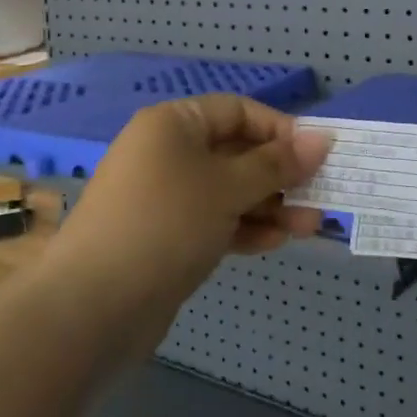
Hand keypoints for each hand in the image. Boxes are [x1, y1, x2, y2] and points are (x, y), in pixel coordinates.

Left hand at [62, 96, 331, 301]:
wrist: (94, 305)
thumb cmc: (167, 223)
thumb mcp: (228, 186)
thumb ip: (277, 164)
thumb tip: (322, 139)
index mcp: (174, 124)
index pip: (237, 111)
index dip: (279, 129)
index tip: (316, 154)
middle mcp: (167, 153)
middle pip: (236, 152)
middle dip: (280, 174)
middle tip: (320, 196)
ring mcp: (165, 197)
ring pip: (228, 190)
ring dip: (269, 205)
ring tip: (309, 226)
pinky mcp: (166, 236)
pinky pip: (214, 220)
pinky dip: (244, 227)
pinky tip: (275, 242)